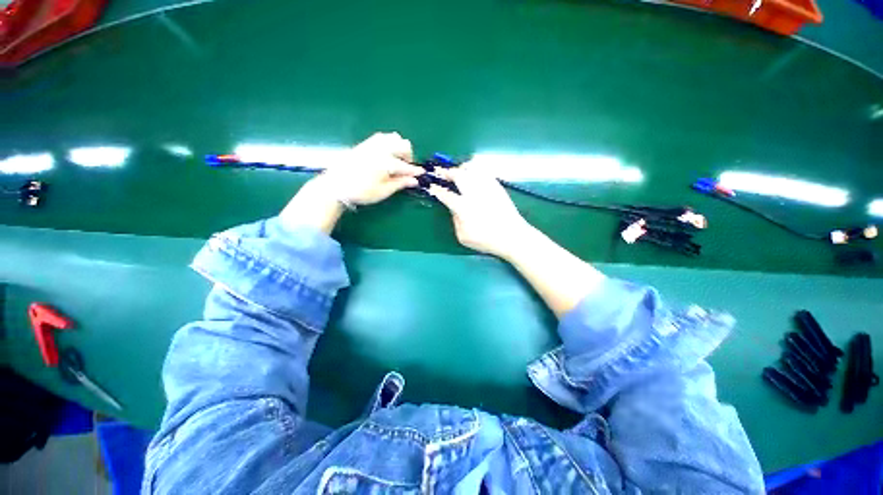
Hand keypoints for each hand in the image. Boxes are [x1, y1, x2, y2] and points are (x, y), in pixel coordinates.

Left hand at [281, 132, 422, 233]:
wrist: (335, 186)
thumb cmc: (361, 192)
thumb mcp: (383, 191)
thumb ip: (400, 183)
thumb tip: (414, 181)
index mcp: (386, 162)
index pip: (406, 165)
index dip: (415, 171)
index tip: (421, 174)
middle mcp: (381, 149)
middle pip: (403, 144)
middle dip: (408, 155)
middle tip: (406, 168)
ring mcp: (372, 144)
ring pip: (393, 137)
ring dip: (399, 147)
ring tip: (396, 160)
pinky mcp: (364, 144)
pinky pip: (381, 137)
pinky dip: (389, 143)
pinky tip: (386, 154)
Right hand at [429, 165, 531, 257]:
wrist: (512, 236)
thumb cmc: (486, 240)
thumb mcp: (463, 237)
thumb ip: (455, 221)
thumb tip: (454, 209)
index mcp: (463, 207)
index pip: (446, 194)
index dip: (437, 189)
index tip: (432, 186)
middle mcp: (473, 193)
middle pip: (458, 175)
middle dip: (447, 172)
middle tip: (441, 173)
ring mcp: (487, 187)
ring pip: (471, 168)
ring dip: (461, 167)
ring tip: (457, 170)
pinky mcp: (497, 185)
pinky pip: (484, 171)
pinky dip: (475, 168)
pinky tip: (473, 173)